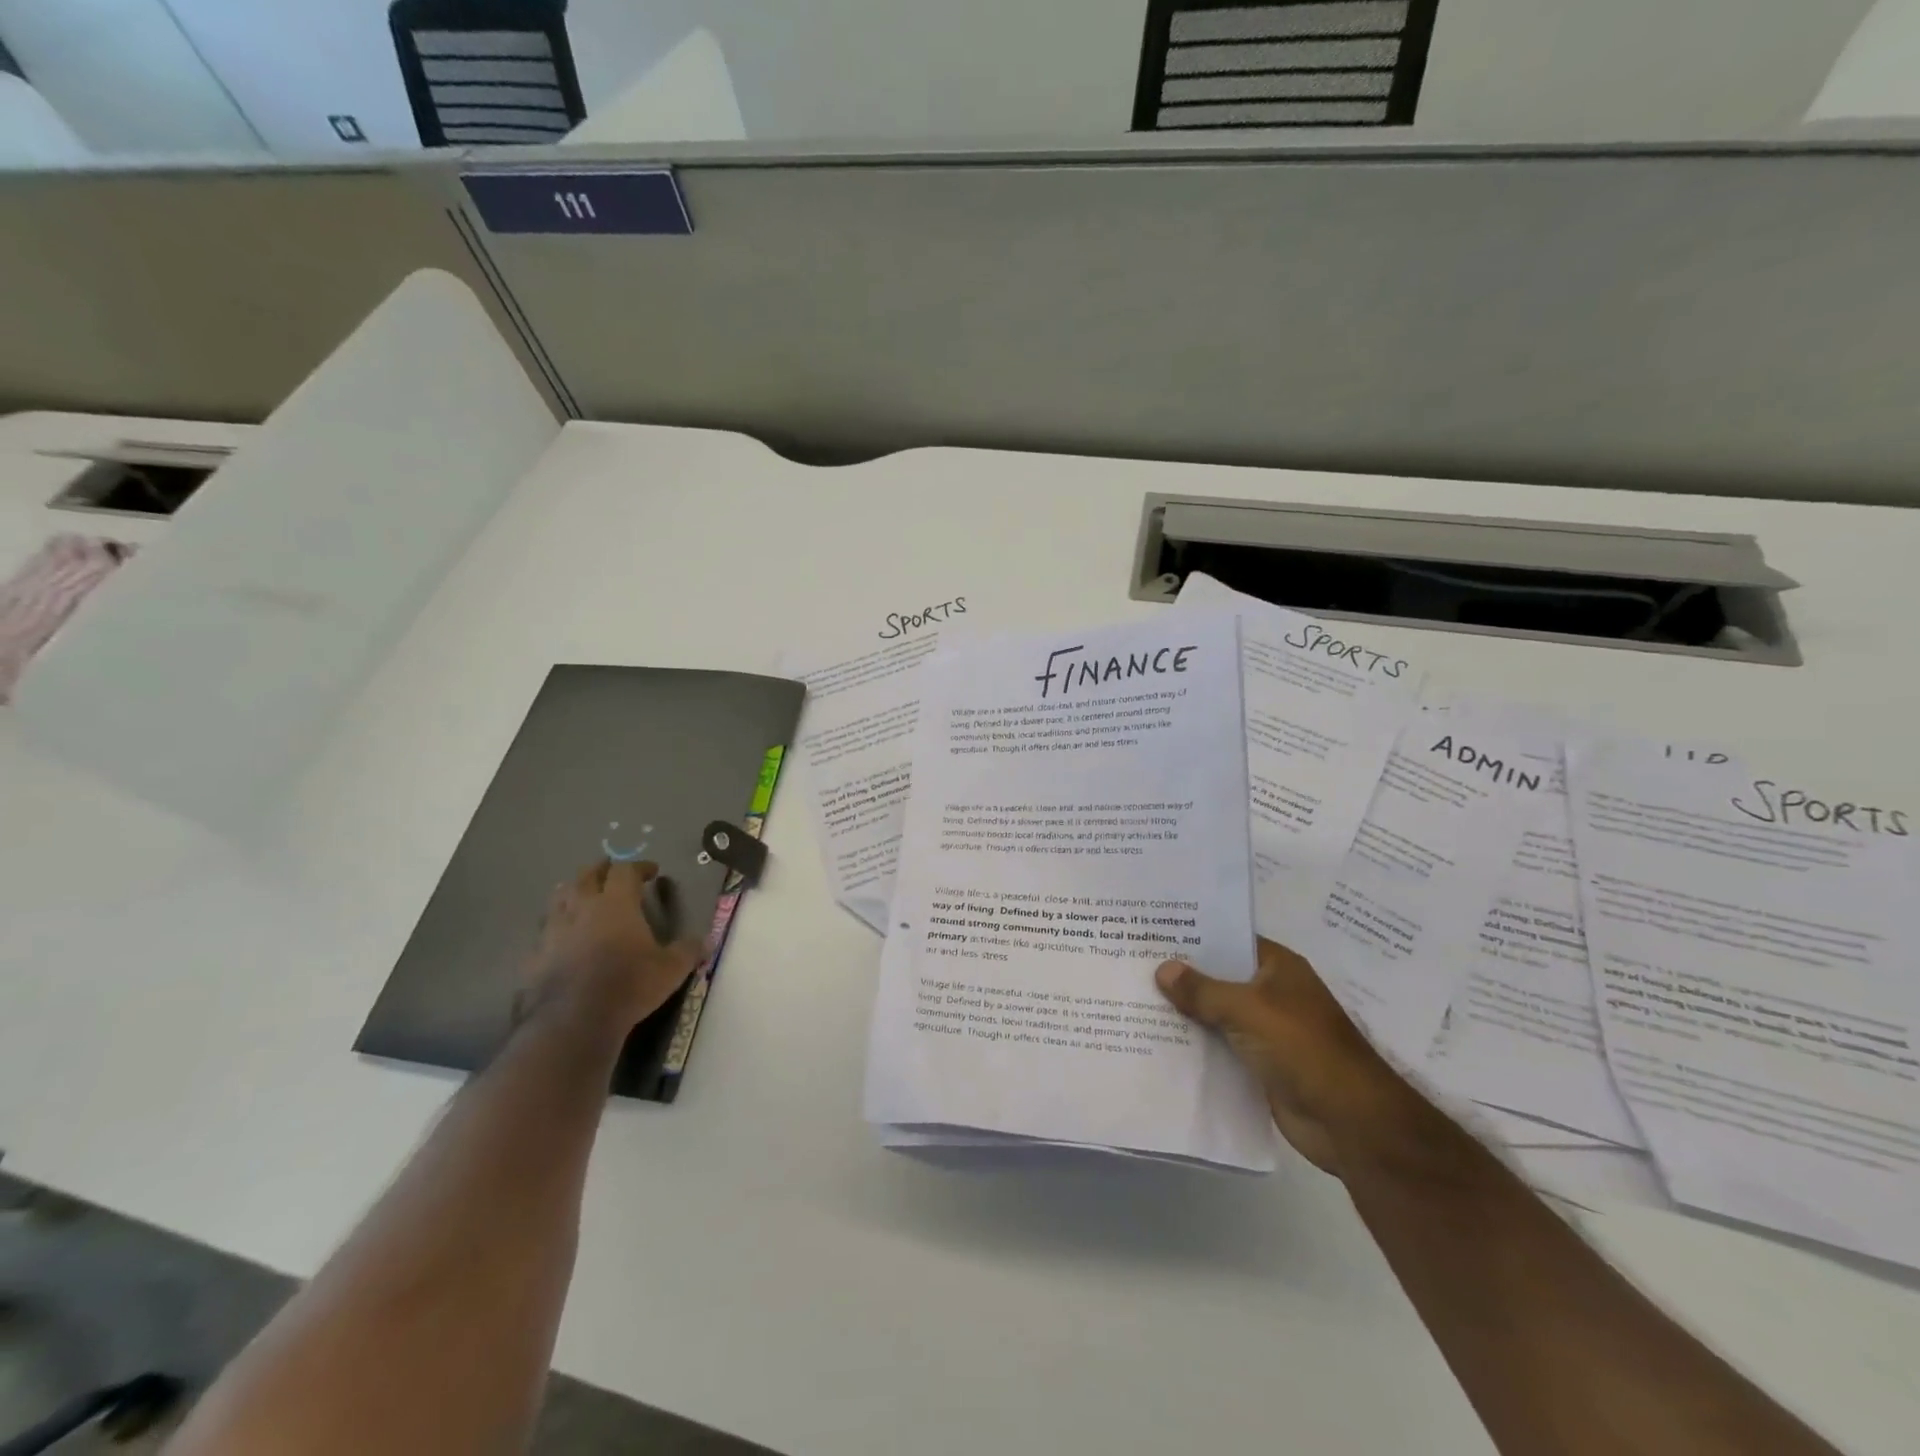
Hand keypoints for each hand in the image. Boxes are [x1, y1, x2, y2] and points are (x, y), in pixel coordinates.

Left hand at [523, 858, 704, 1032]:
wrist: (573, 1022)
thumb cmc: (629, 985)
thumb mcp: (671, 969)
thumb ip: (689, 950)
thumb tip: (707, 941)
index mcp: (616, 903)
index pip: (625, 870)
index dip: (639, 866)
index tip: (651, 871)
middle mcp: (582, 908)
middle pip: (586, 875)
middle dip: (601, 869)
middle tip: (612, 873)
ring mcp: (553, 930)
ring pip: (558, 897)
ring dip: (573, 892)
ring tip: (582, 897)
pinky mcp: (534, 955)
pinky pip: (544, 931)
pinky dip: (555, 928)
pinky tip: (562, 939)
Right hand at [1155, 937, 1413, 1175]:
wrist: (1349, 1122)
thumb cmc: (1303, 1048)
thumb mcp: (1248, 1010)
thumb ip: (1203, 990)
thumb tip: (1162, 969)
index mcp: (1278, 967)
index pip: (1229, 940)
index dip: (1193, 936)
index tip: (1151, 931)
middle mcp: (1271, 993)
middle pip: (1219, 978)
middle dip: (1181, 976)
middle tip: (1132, 964)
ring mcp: (1266, 1031)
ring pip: (1216, 1014)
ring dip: (1185, 1013)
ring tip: (1134, 1000)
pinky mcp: (1260, 1065)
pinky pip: (1220, 1047)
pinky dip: (1195, 1046)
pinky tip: (1157, 1041)